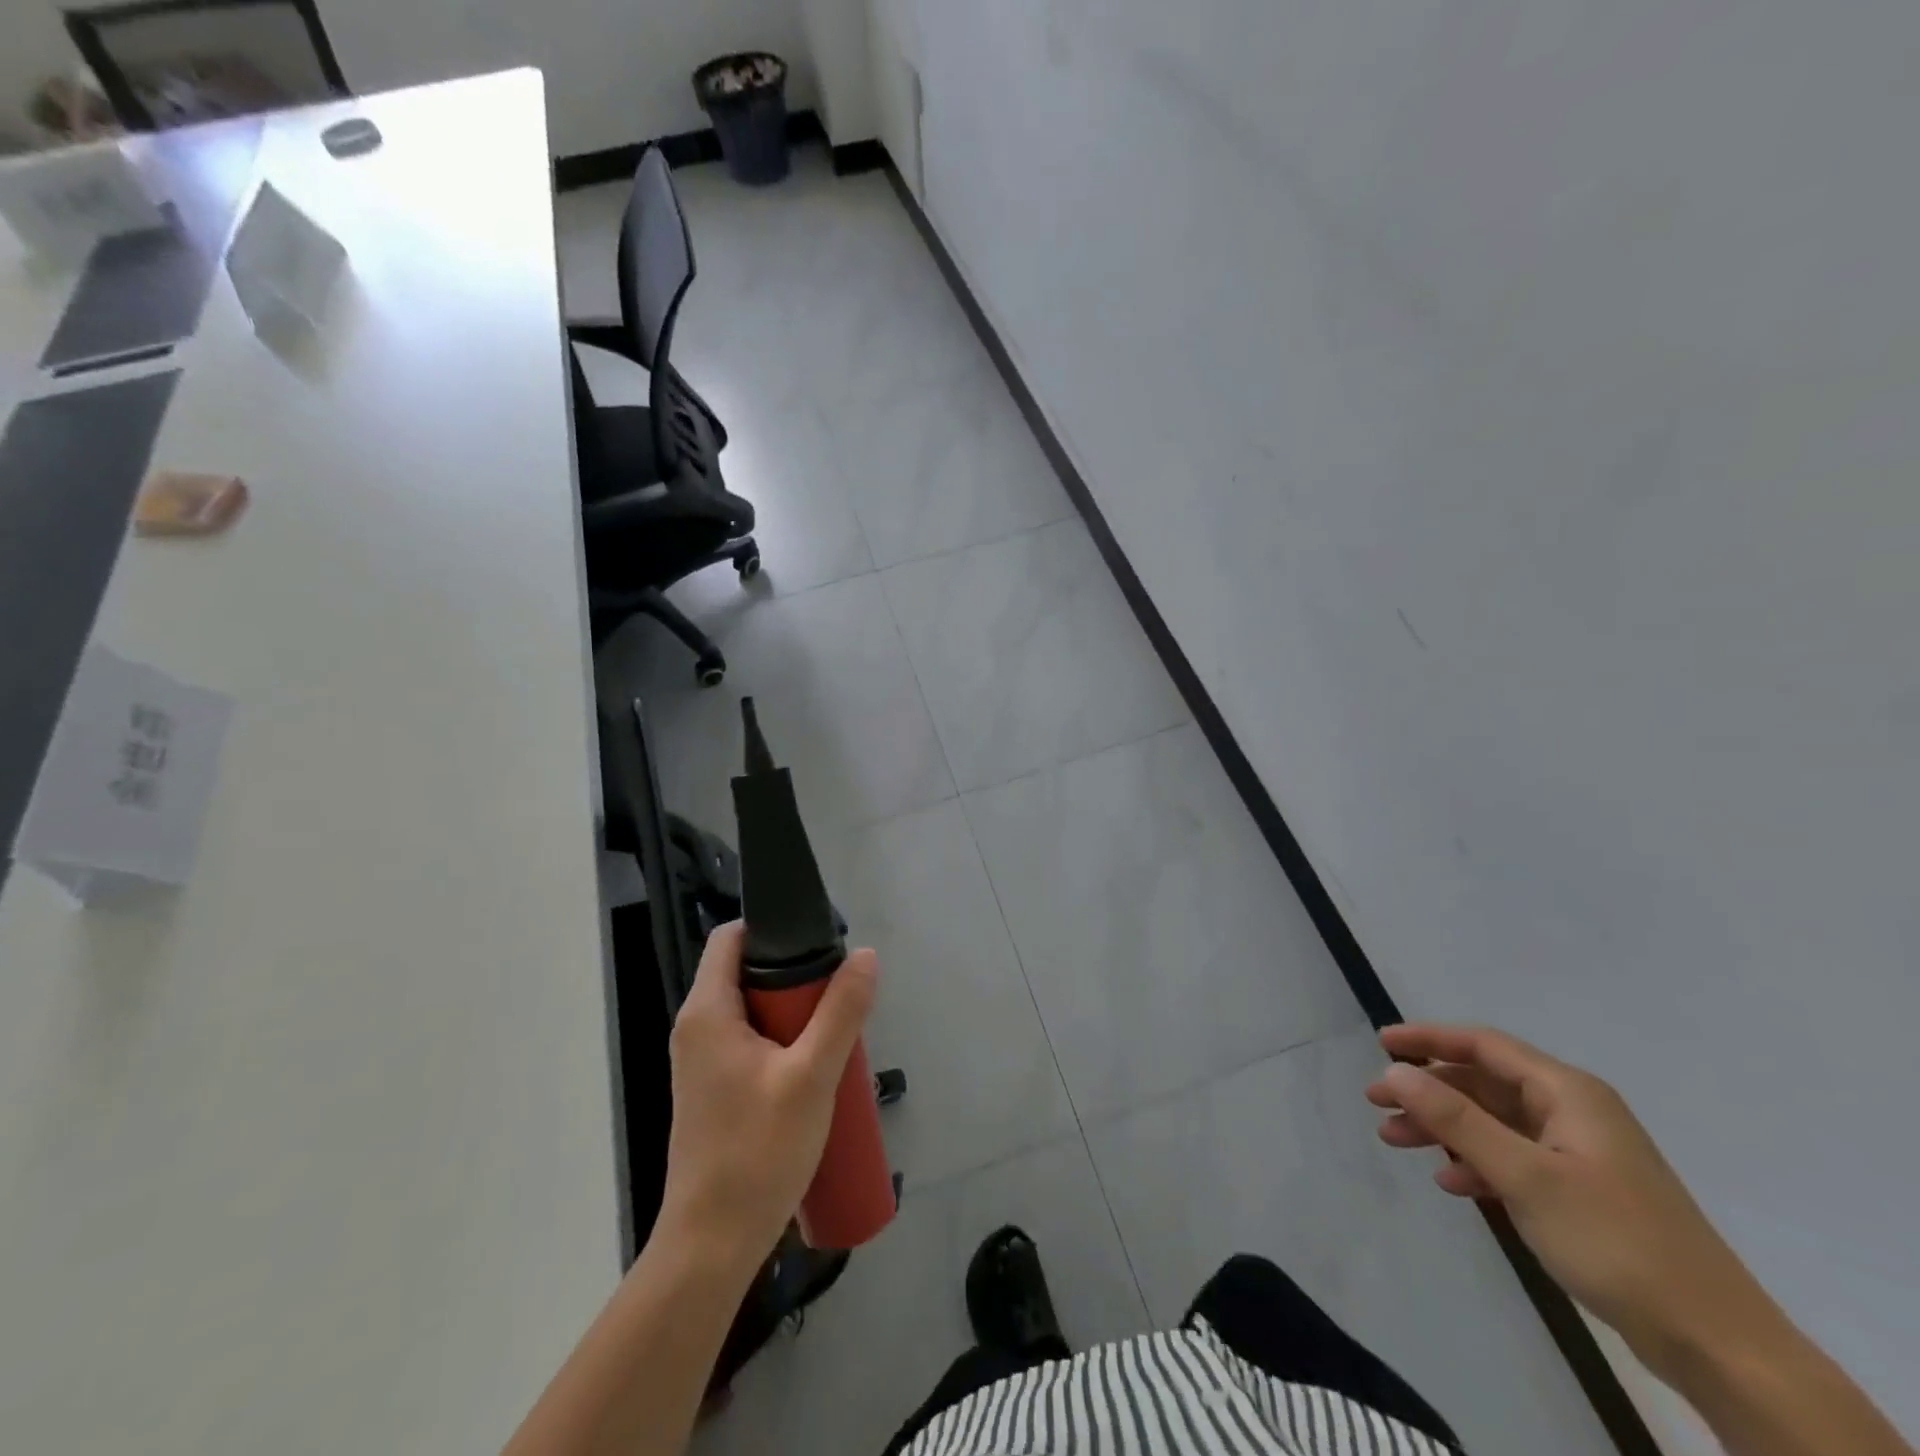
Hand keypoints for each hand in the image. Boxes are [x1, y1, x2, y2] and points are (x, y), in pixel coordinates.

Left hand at [659, 922, 877, 1268]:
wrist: (712, 1245)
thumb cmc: (757, 1152)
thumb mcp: (812, 1076)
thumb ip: (841, 1011)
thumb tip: (865, 955)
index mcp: (707, 1012)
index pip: (730, 938)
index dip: (772, 928)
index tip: (819, 940)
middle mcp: (696, 1028)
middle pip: (745, 972)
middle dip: (794, 974)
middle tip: (839, 990)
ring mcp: (702, 1062)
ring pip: (752, 1009)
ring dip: (793, 1011)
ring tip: (835, 1029)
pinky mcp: (713, 1089)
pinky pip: (750, 1041)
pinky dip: (782, 1039)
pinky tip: (816, 1066)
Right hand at [1366, 1024, 1779, 1374]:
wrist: (1718, 1345)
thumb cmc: (1616, 1242)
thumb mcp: (1525, 1175)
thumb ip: (1455, 1118)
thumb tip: (1395, 1070)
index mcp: (1568, 1093)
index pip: (1483, 1045)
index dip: (1428, 1039)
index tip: (1381, 1044)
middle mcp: (1573, 1111)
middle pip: (1483, 1083)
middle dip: (1428, 1090)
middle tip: (1377, 1103)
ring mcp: (1580, 1153)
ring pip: (1494, 1122)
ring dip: (1444, 1128)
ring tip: (1396, 1142)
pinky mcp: (1583, 1192)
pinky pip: (1514, 1158)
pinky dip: (1477, 1163)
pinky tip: (1453, 1184)